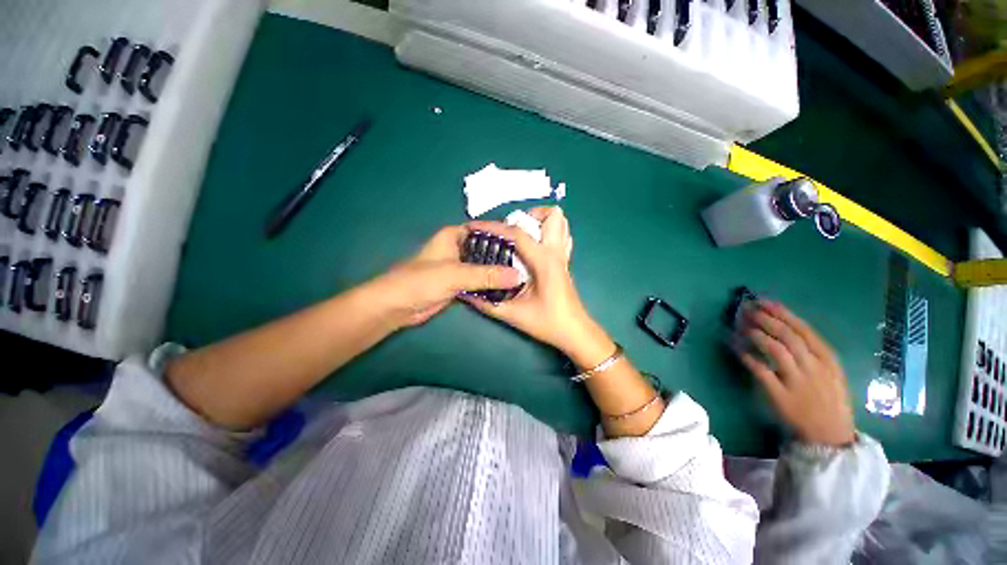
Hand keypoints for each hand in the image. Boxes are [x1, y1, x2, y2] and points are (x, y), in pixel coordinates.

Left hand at [371, 225, 520, 326]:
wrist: (397, 307)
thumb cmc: (421, 281)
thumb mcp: (455, 274)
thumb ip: (486, 275)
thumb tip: (517, 276)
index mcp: (454, 236)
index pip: (484, 230)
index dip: (503, 235)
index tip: (524, 242)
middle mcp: (458, 249)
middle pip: (486, 249)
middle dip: (504, 256)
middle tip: (527, 263)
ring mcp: (459, 268)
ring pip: (483, 267)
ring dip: (498, 272)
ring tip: (522, 276)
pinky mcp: (459, 284)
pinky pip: (479, 281)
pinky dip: (490, 285)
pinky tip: (507, 289)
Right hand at [461, 208, 611, 366]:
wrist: (574, 332)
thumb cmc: (548, 323)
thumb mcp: (514, 314)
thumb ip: (487, 303)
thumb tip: (465, 291)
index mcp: (544, 262)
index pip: (518, 234)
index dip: (493, 228)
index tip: (474, 227)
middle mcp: (556, 253)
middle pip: (553, 216)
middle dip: (529, 215)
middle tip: (509, 230)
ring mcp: (563, 256)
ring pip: (561, 223)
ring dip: (540, 221)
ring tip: (521, 234)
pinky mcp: (564, 262)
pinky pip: (561, 236)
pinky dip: (547, 232)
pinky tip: (533, 246)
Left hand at [736, 301, 856, 446]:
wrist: (831, 436)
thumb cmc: (828, 400)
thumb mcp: (830, 372)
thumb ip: (812, 351)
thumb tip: (782, 325)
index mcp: (828, 360)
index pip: (804, 329)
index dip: (782, 313)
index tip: (764, 301)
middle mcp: (814, 368)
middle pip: (788, 336)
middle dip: (766, 319)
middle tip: (748, 309)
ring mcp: (798, 382)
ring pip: (776, 350)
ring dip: (757, 334)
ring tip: (742, 325)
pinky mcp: (781, 396)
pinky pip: (761, 371)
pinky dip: (747, 356)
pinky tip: (736, 347)